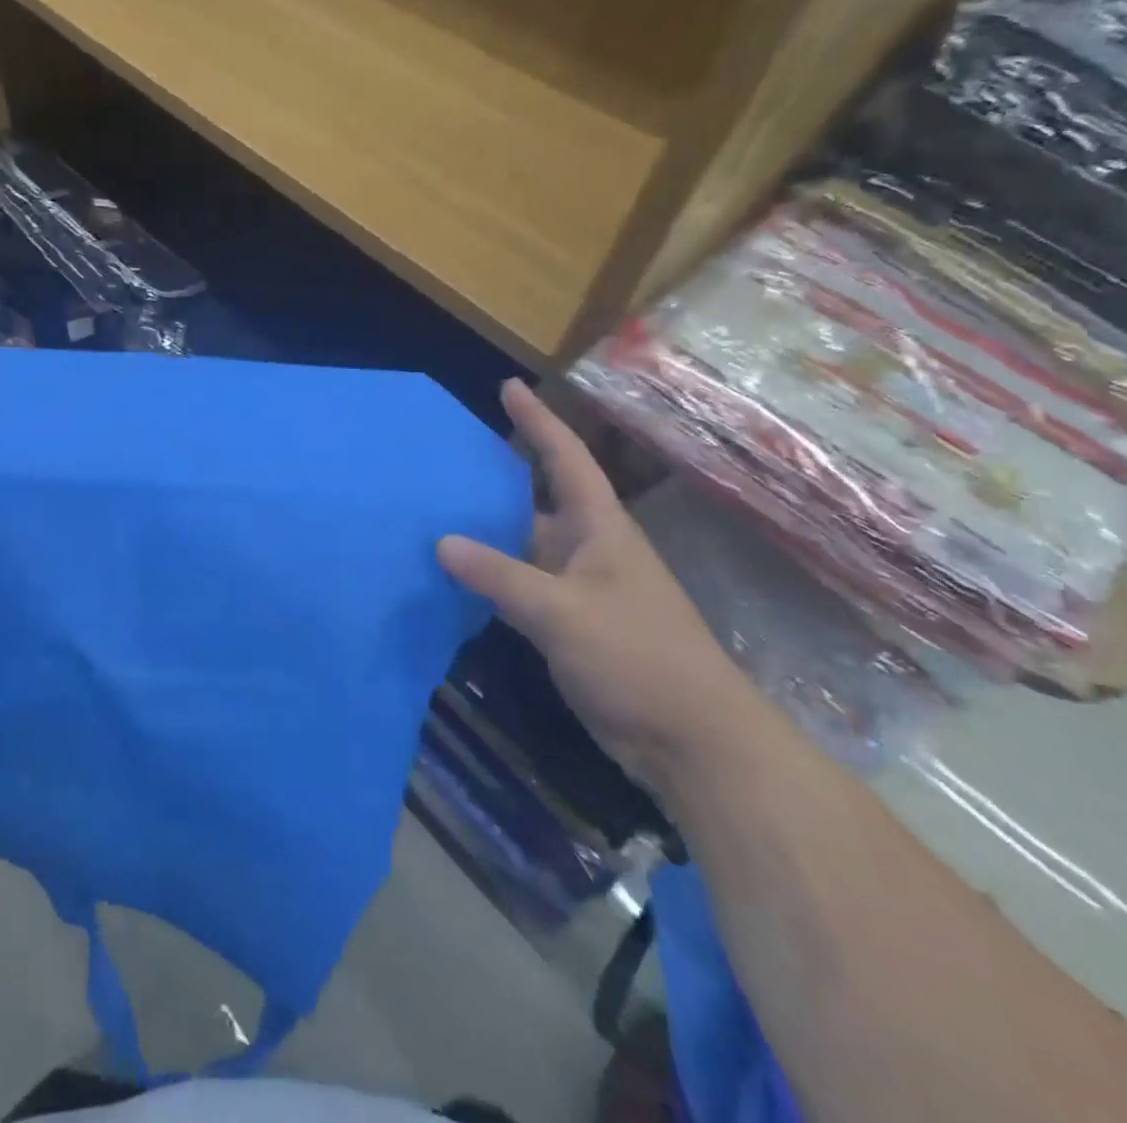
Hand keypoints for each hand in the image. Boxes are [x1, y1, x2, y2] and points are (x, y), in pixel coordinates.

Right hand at [438, 380, 760, 793]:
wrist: (692, 740)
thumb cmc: (638, 658)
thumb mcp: (562, 612)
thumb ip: (500, 576)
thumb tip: (441, 542)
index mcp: (599, 528)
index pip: (564, 458)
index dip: (538, 420)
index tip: (507, 386)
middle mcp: (588, 548)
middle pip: (536, 497)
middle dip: (496, 473)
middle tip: (446, 455)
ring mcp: (579, 587)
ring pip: (523, 544)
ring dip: (486, 529)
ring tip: (435, 510)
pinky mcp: (569, 623)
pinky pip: (519, 584)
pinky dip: (489, 574)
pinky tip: (454, 575)